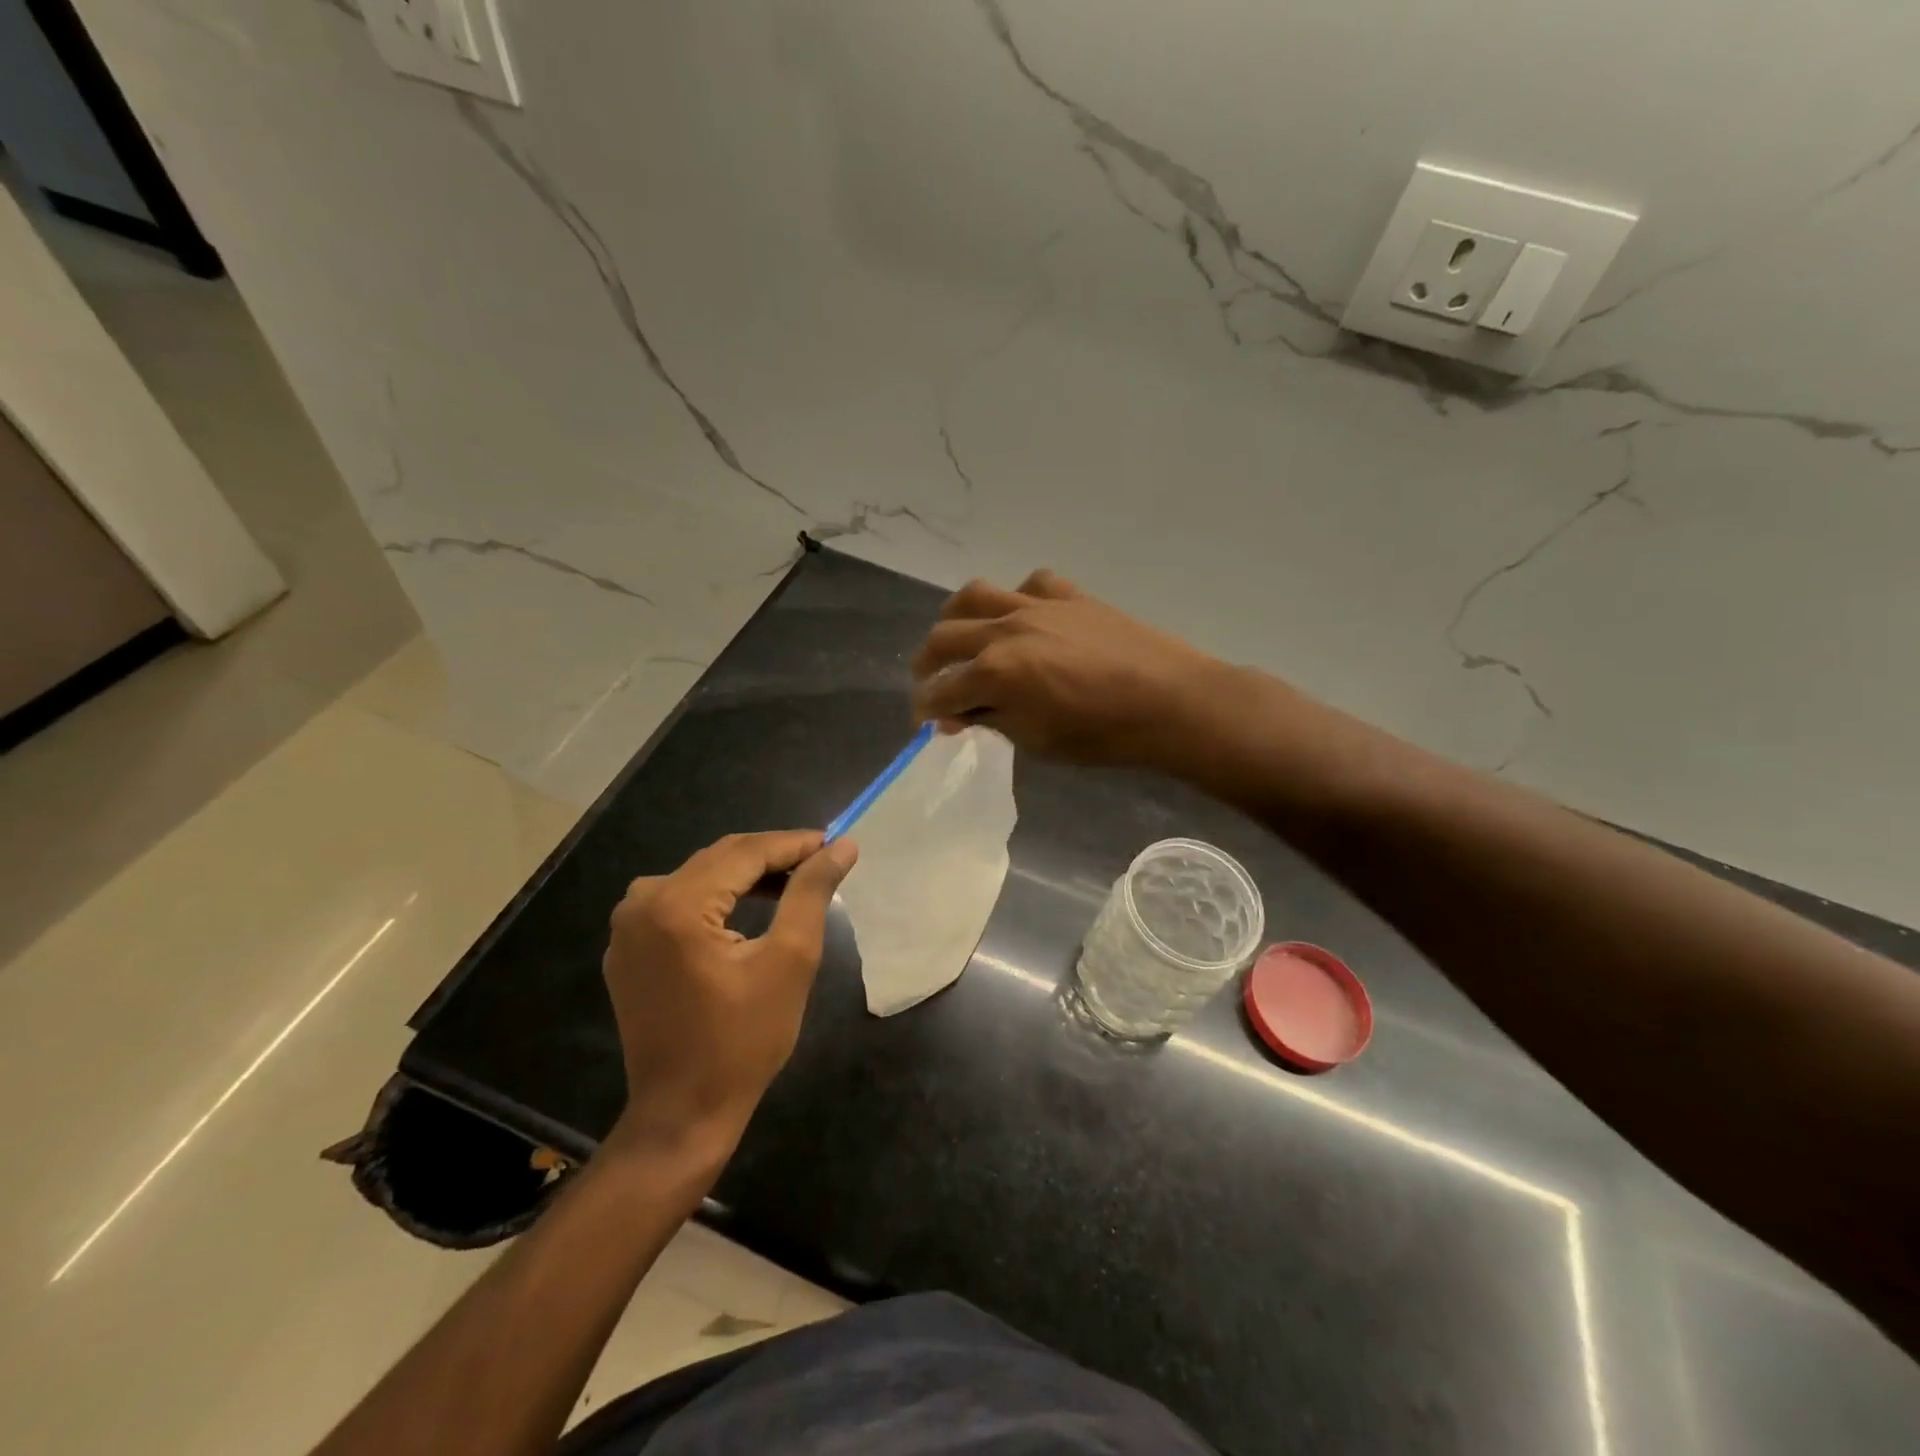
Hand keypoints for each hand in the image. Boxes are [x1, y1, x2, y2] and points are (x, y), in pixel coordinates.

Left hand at [601, 830, 856, 1161]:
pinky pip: (678, 903)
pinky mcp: (627, 949)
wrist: (682, 1114)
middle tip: (821, 862)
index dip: (795, 844)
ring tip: (792, 884)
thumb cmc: (743, 1041)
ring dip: (746, 876)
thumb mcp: (790, 961)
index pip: (745, 852)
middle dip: (772, 857)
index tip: (835, 843)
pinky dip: (717, 898)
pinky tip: (747, 910)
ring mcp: (627, 927)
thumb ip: (811, 893)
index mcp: (677, 904)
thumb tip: (841, 846)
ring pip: (699, 877)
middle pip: (719, 859)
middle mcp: (642, 903)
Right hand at [910, 570, 1220, 765]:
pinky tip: (1022, 616)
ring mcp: (1037, 605)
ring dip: (955, 618)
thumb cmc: (1103, 734)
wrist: (1170, 701)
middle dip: (926, 664)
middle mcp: (1006, 629)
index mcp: (995, 672)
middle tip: (928, 683)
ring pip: (975, 596)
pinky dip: (1017, 597)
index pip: (941, 690)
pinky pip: (1030, 583)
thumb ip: (991, 721)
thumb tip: (956, 716)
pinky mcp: (1069, 595)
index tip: (924, 722)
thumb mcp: (1037, 740)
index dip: (925, 710)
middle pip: (944, 637)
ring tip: (957, 636)